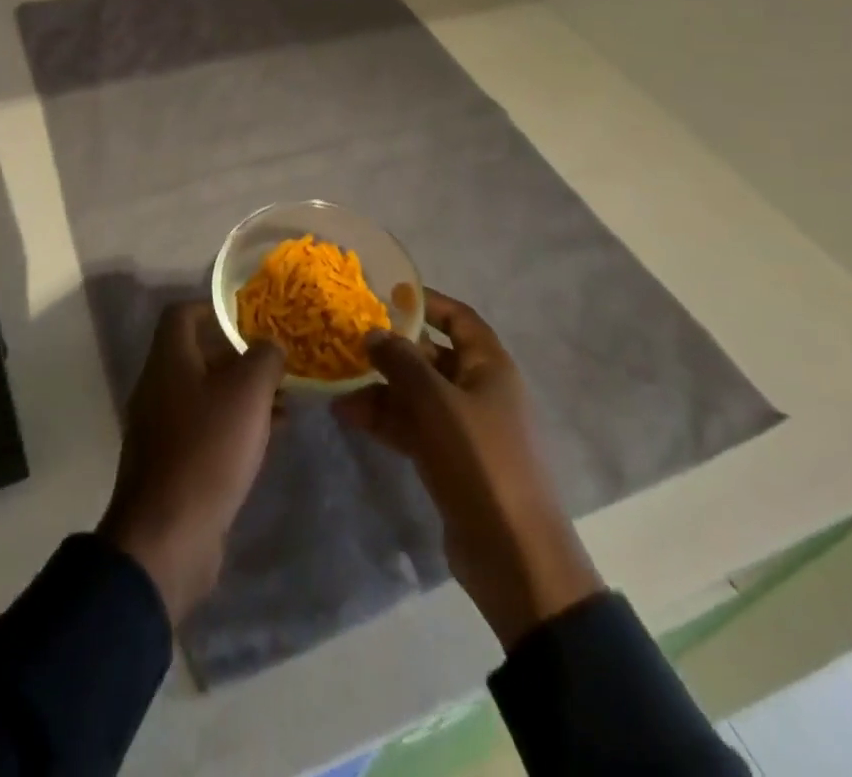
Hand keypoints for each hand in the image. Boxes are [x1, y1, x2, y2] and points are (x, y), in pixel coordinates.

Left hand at [98, 301, 284, 626]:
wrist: (169, 537)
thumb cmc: (208, 448)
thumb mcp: (247, 393)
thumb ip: (264, 358)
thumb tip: (270, 345)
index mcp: (169, 360)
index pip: (183, 314)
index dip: (216, 308)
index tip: (251, 317)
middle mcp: (160, 386)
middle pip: (199, 354)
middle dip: (241, 355)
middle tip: (279, 362)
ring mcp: (163, 427)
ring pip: (208, 394)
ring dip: (244, 393)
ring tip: (286, 401)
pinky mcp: (174, 463)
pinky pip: (208, 429)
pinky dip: (236, 425)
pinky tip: (270, 436)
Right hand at [333, 290, 602, 649]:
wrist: (513, 556)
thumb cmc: (481, 461)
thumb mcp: (436, 403)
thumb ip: (401, 362)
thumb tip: (374, 333)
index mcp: (490, 367)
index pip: (459, 319)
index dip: (426, 303)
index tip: (386, 295)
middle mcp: (478, 390)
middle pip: (431, 356)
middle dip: (391, 350)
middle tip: (348, 341)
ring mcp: (464, 428)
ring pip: (416, 394)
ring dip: (379, 388)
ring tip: (337, 383)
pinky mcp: (449, 460)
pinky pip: (412, 426)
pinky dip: (384, 419)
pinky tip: (348, 415)